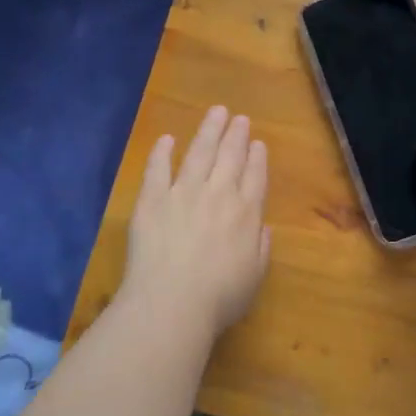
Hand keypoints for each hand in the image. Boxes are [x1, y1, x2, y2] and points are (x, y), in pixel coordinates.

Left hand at [120, 105, 270, 334]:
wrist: (172, 302)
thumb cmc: (219, 298)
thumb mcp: (255, 277)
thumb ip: (262, 248)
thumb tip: (263, 226)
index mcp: (246, 214)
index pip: (255, 177)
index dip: (257, 158)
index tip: (258, 143)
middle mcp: (218, 194)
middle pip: (230, 157)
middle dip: (236, 135)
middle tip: (239, 118)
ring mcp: (183, 192)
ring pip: (199, 152)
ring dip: (209, 131)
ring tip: (216, 113)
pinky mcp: (152, 199)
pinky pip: (158, 168)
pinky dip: (162, 151)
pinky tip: (167, 139)